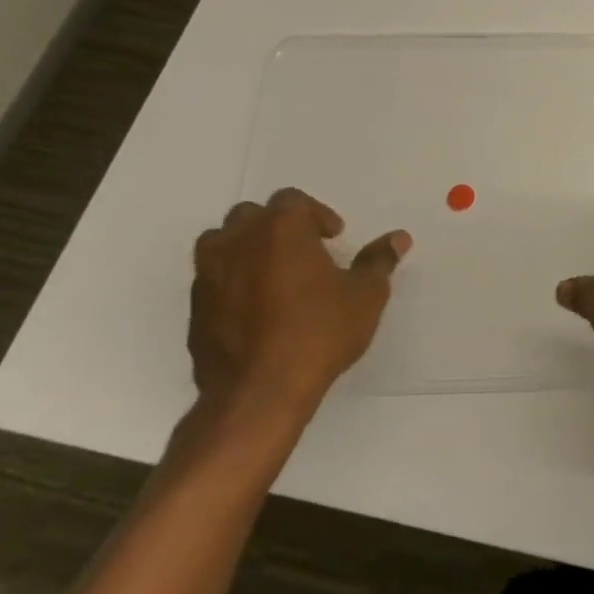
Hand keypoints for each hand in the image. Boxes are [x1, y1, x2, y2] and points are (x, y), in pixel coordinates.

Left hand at [190, 188, 409, 422]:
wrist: (258, 392)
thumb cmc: (319, 333)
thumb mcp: (365, 296)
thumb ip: (378, 261)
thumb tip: (398, 238)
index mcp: (280, 229)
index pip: (292, 200)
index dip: (316, 214)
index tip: (332, 239)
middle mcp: (238, 242)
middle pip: (251, 215)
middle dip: (277, 227)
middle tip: (303, 252)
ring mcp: (208, 275)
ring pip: (221, 243)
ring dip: (246, 249)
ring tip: (273, 275)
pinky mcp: (194, 309)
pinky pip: (211, 279)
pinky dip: (231, 282)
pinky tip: (256, 309)